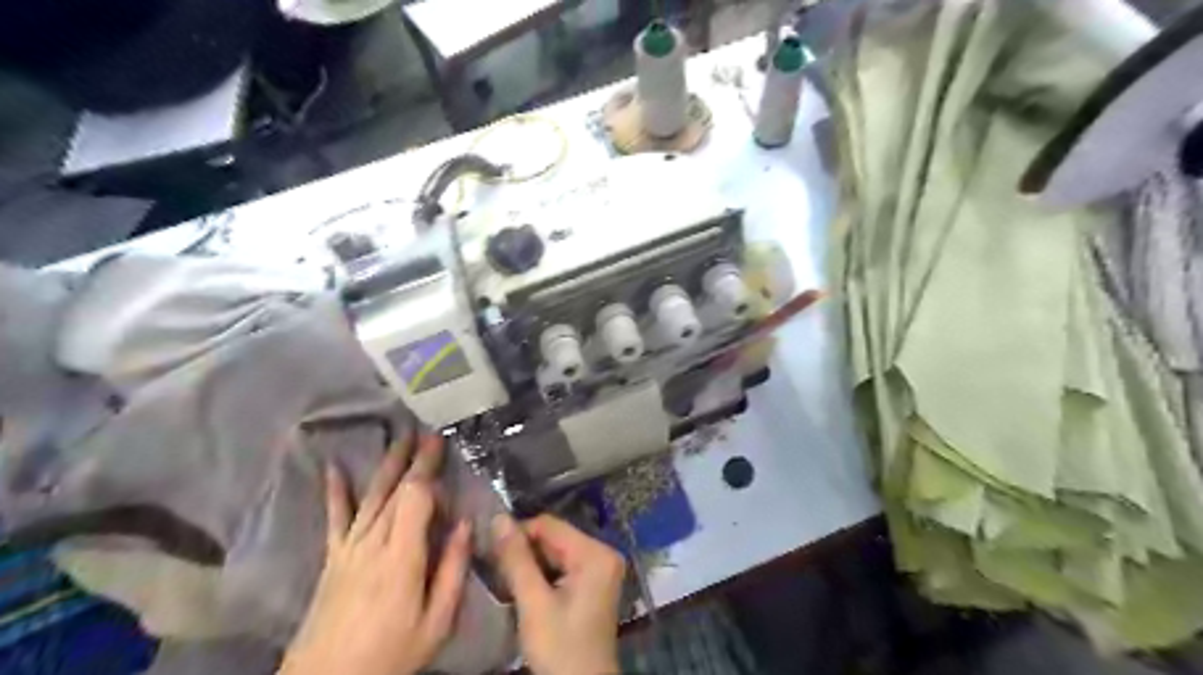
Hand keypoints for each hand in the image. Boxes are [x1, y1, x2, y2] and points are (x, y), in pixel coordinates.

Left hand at [278, 433, 472, 673]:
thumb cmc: (391, 654)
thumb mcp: (435, 622)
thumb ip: (452, 569)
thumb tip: (466, 524)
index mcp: (401, 557)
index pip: (415, 499)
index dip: (428, 471)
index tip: (441, 448)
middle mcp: (373, 544)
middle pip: (395, 491)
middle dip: (413, 460)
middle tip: (427, 432)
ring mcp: (349, 549)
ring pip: (371, 497)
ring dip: (386, 465)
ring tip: (398, 438)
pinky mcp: (332, 558)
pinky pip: (335, 519)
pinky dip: (335, 492)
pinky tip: (334, 468)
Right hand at [492, 514, 630, 671]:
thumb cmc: (559, 648)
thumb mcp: (533, 603)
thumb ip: (516, 559)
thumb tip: (497, 517)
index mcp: (595, 553)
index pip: (549, 525)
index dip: (517, 534)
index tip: (490, 551)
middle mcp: (603, 552)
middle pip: (554, 538)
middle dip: (524, 551)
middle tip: (495, 568)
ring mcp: (601, 568)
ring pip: (555, 552)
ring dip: (530, 563)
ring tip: (505, 579)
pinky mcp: (594, 583)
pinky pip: (563, 566)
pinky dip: (542, 575)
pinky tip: (524, 589)